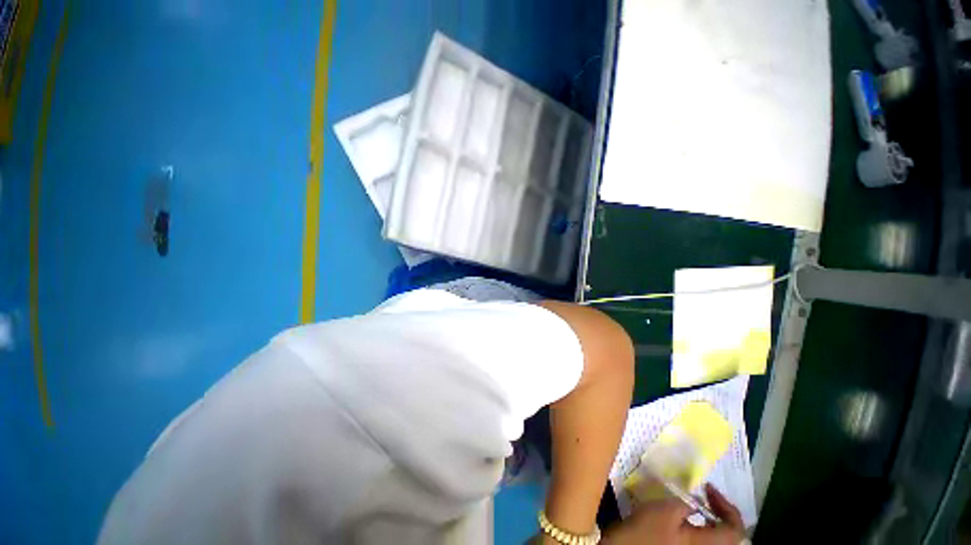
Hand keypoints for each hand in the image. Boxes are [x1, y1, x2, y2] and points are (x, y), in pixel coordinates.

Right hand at [603, 484, 745, 544]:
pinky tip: (688, 515)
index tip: (708, 488)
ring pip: (717, 537)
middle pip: (729, 535)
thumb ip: (687, 503)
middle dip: (722, 512)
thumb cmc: (649, 529)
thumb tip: (698, 501)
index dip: (728, 507)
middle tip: (707, 494)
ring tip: (699, 503)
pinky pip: (705, 539)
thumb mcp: (668, 510)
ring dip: (713, 518)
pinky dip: (703, 524)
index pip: (736, 531)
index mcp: (707, 544)